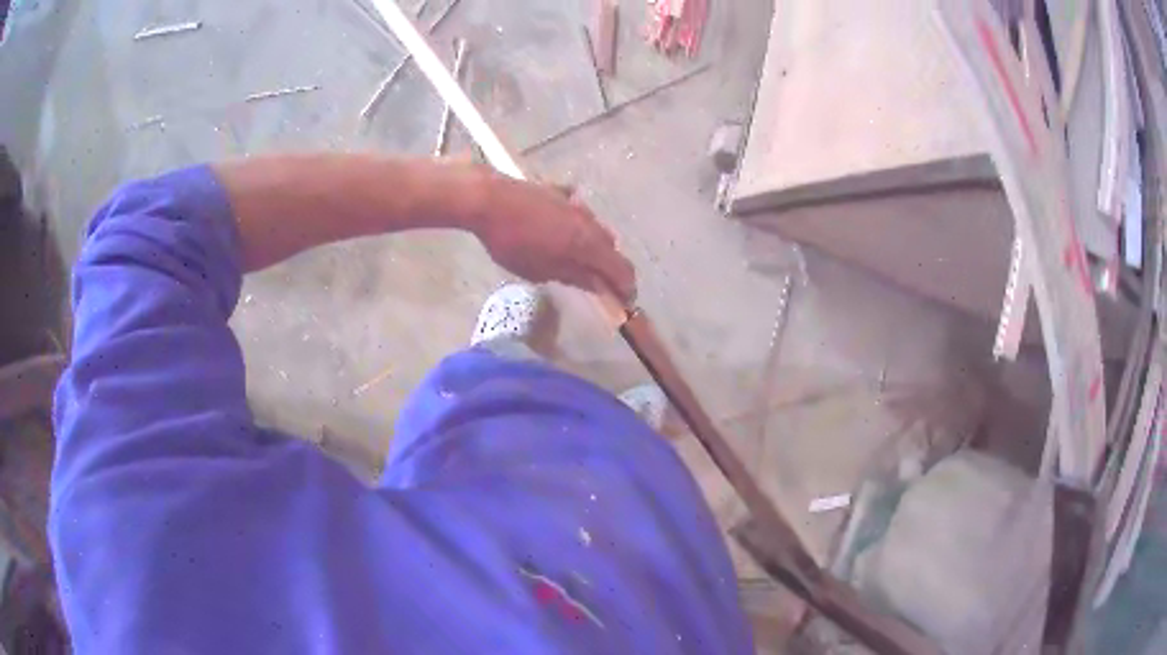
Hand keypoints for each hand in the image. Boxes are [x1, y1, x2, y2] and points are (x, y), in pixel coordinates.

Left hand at [468, 170, 636, 303]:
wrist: (488, 198)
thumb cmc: (512, 241)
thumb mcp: (539, 269)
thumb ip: (572, 275)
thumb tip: (596, 283)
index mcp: (588, 244)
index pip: (621, 268)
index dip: (626, 286)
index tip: (624, 300)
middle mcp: (589, 221)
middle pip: (609, 247)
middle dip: (608, 266)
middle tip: (596, 282)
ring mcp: (574, 203)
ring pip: (593, 227)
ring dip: (592, 244)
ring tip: (575, 257)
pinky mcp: (557, 191)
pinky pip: (575, 210)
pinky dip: (574, 223)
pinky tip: (560, 227)